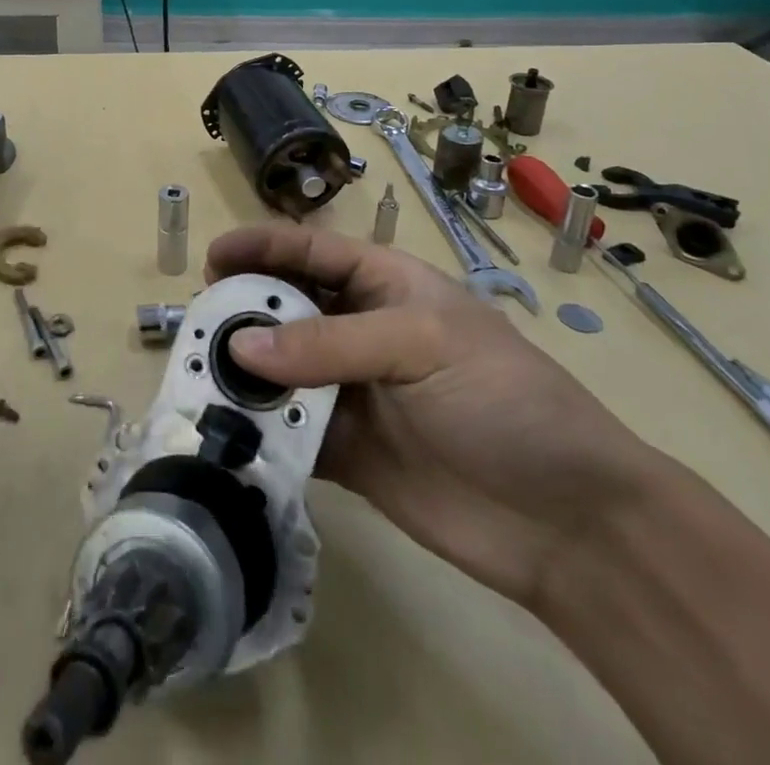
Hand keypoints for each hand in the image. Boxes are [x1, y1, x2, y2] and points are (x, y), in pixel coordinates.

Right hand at [205, 226, 668, 611]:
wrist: (570, 523)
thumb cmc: (503, 399)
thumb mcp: (420, 344)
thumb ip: (328, 343)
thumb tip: (238, 348)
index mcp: (383, 284)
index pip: (310, 250)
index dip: (261, 246)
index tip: (211, 257)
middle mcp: (360, 330)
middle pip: (286, 307)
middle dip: (242, 309)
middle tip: (199, 324)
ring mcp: (350, 391)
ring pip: (280, 369)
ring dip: (242, 371)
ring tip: (199, 375)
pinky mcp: (345, 450)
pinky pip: (288, 429)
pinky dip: (258, 428)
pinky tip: (226, 430)